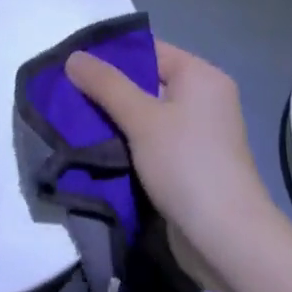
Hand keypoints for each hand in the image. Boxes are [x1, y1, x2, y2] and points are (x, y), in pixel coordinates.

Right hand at [65, 40, 280, 288]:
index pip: (148, 51)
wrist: (226, 240)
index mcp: (200, 76)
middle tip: (65, 95)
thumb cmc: (186, 165)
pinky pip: (151, 141)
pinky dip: (127, 143)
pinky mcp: (189, 164)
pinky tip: (97, 149)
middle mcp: (203, 98)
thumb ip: (106, 84)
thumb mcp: (141, 118)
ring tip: (74, 122)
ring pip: (145, 115)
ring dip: (114, 120)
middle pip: (145, 82)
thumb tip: (73, 56)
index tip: (71, 66)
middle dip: (107, 91)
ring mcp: (198, 134)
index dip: (109, 56)